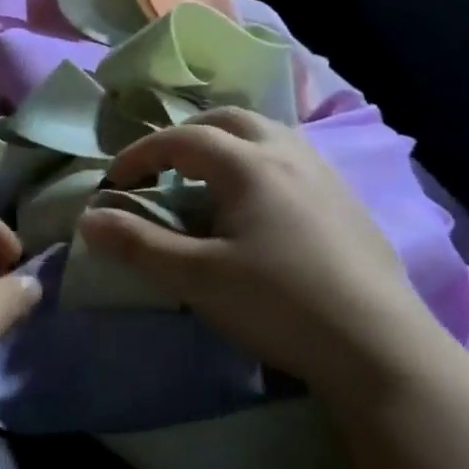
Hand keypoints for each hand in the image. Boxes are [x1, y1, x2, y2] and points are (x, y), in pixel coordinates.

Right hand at [76, 109, 441, 398]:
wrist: (380, 349)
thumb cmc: (279, 305)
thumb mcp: (195, 277)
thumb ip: (138, 244)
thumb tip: (88, 219)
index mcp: (249, 165)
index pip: (182, 139)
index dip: (141, 154)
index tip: (115, 180)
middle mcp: (289, 155)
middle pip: (229, 119)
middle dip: (186, 135)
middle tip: (162, 167)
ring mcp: (326, 176)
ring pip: (268, 134)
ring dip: (228, 143)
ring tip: (208, 179)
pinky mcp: (349, 202)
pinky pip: (294, 159)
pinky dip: (261, 162)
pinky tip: (261, 205)